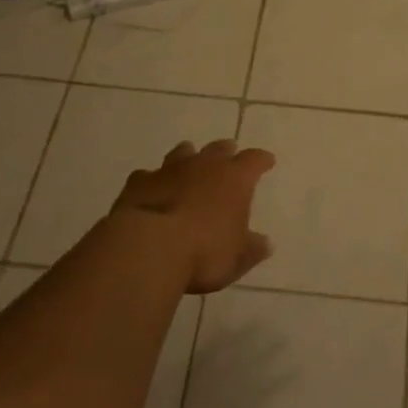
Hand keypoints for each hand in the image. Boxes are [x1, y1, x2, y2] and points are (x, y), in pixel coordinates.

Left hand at [112, 139, 275, 293]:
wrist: (149, 248)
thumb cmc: (204, 252)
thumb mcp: (237, 258)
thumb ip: (252, 249)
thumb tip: (266, 244)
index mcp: (235, 179)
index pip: (254, 160)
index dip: (261, 160)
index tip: (267, 161)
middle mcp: (204, 165)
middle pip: (219, 148)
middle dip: (225, 151)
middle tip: (229, 153)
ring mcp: (169, 170)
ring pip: (182, 152)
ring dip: (188, 157)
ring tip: (189, 163)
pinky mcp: (139, 182)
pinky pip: (147, 175)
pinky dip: (152, 180)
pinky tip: (151, 188)